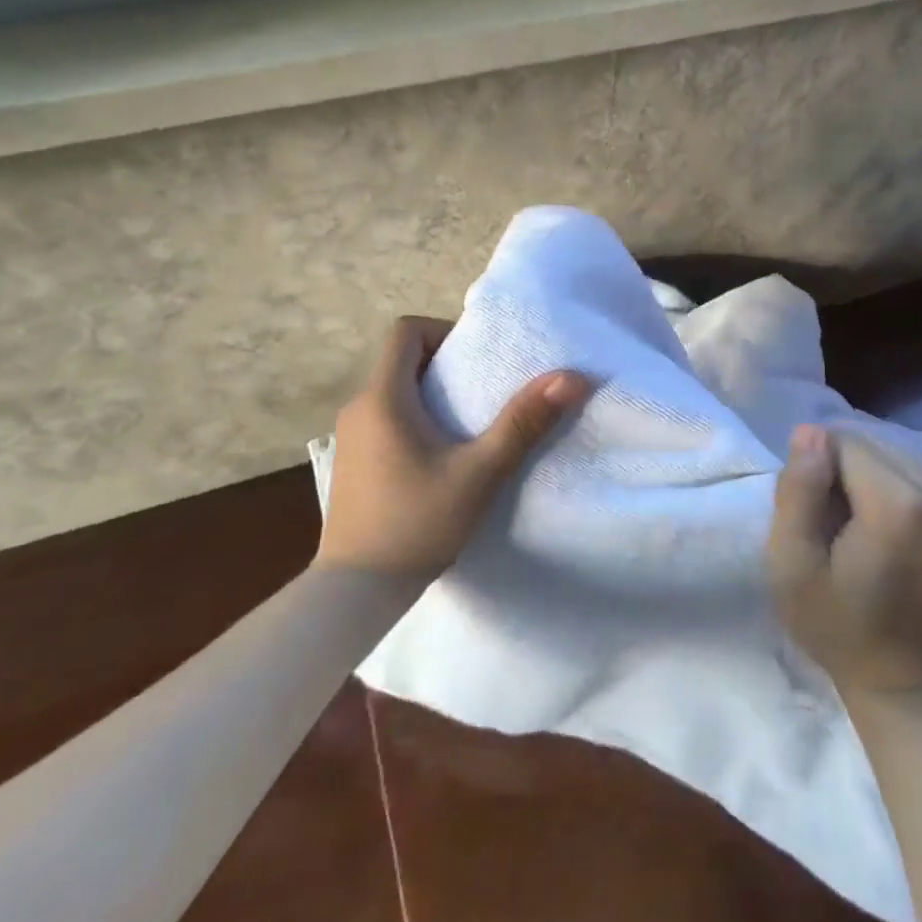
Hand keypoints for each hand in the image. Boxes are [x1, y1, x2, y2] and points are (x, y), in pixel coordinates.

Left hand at [318, 316, 589, 582]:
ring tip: (468, 426)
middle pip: (401, 360)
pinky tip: (439, 458)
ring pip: (393, 391)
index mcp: (383, 396)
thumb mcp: (480, 472)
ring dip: (430, 396)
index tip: (476, 360)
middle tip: (484, 392)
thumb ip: (524, 423)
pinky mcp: (351, 463)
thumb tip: (572, 377)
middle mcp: (359, 407)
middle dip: (445, 366)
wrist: (357, 591)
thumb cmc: (418, 522)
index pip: (405, 330)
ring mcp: (349, 437)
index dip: (443, 331)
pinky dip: (412, 420)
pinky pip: (384, 419)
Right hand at [767, 425, 921, 698]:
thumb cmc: (838, 627)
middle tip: (832, 522)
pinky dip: (900, 489)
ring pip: (902, 457)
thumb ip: (797, 490)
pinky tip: (890, 529)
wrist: (910, 686)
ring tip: (860, 526)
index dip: (817, 470)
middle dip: (845, 470)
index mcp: (898, 506)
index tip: (812, 513)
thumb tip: (810, 431)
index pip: (843, 443)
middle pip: (875, 446)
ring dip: (872, 477)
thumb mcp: (791, 563)